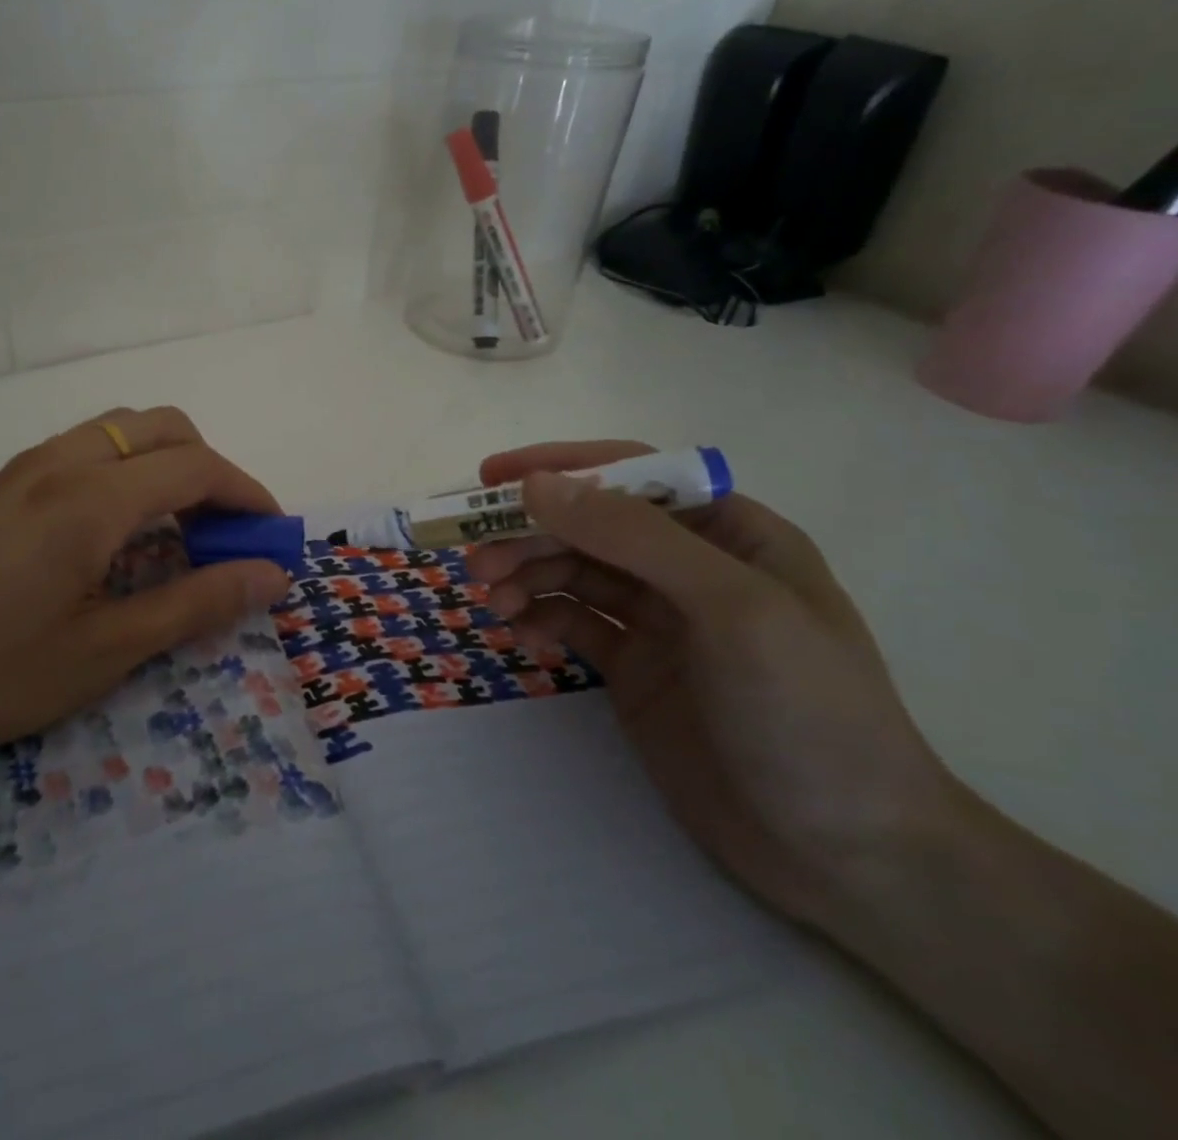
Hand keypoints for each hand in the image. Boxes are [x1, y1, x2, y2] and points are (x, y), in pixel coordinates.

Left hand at [0, 408, 291, 814]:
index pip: (193, 466)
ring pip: (115, 429)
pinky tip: (108, 530)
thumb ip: (194, 604)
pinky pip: (77, 449)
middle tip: (221, 529)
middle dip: (207, 465)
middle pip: (159, 426)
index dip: (245, 492)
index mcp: (89, 500)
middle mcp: (57, 463)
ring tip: (170, 528)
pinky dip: (119, 468)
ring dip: (160, 461)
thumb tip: (270, 574)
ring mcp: (19, 469)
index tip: (271, 533)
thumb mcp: (106, 652)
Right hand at [469, 440, 957, 928]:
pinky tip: (520, 637)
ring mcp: (660, 621)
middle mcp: (689, 568)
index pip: (632, 475)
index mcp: (730, 533)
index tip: (492, 478)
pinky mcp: (634, 669)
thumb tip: (535, 485)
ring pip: (573, 573)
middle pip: (590, 526)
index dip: (561, 467)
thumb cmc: (809, 712)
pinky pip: (572, 625)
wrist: (849, 857)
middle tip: (475, 558)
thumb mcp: (732, 607)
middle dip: (530, 534)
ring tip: (491, 599)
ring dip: (526, 576)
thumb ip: (634, 537)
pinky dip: (539, 621)